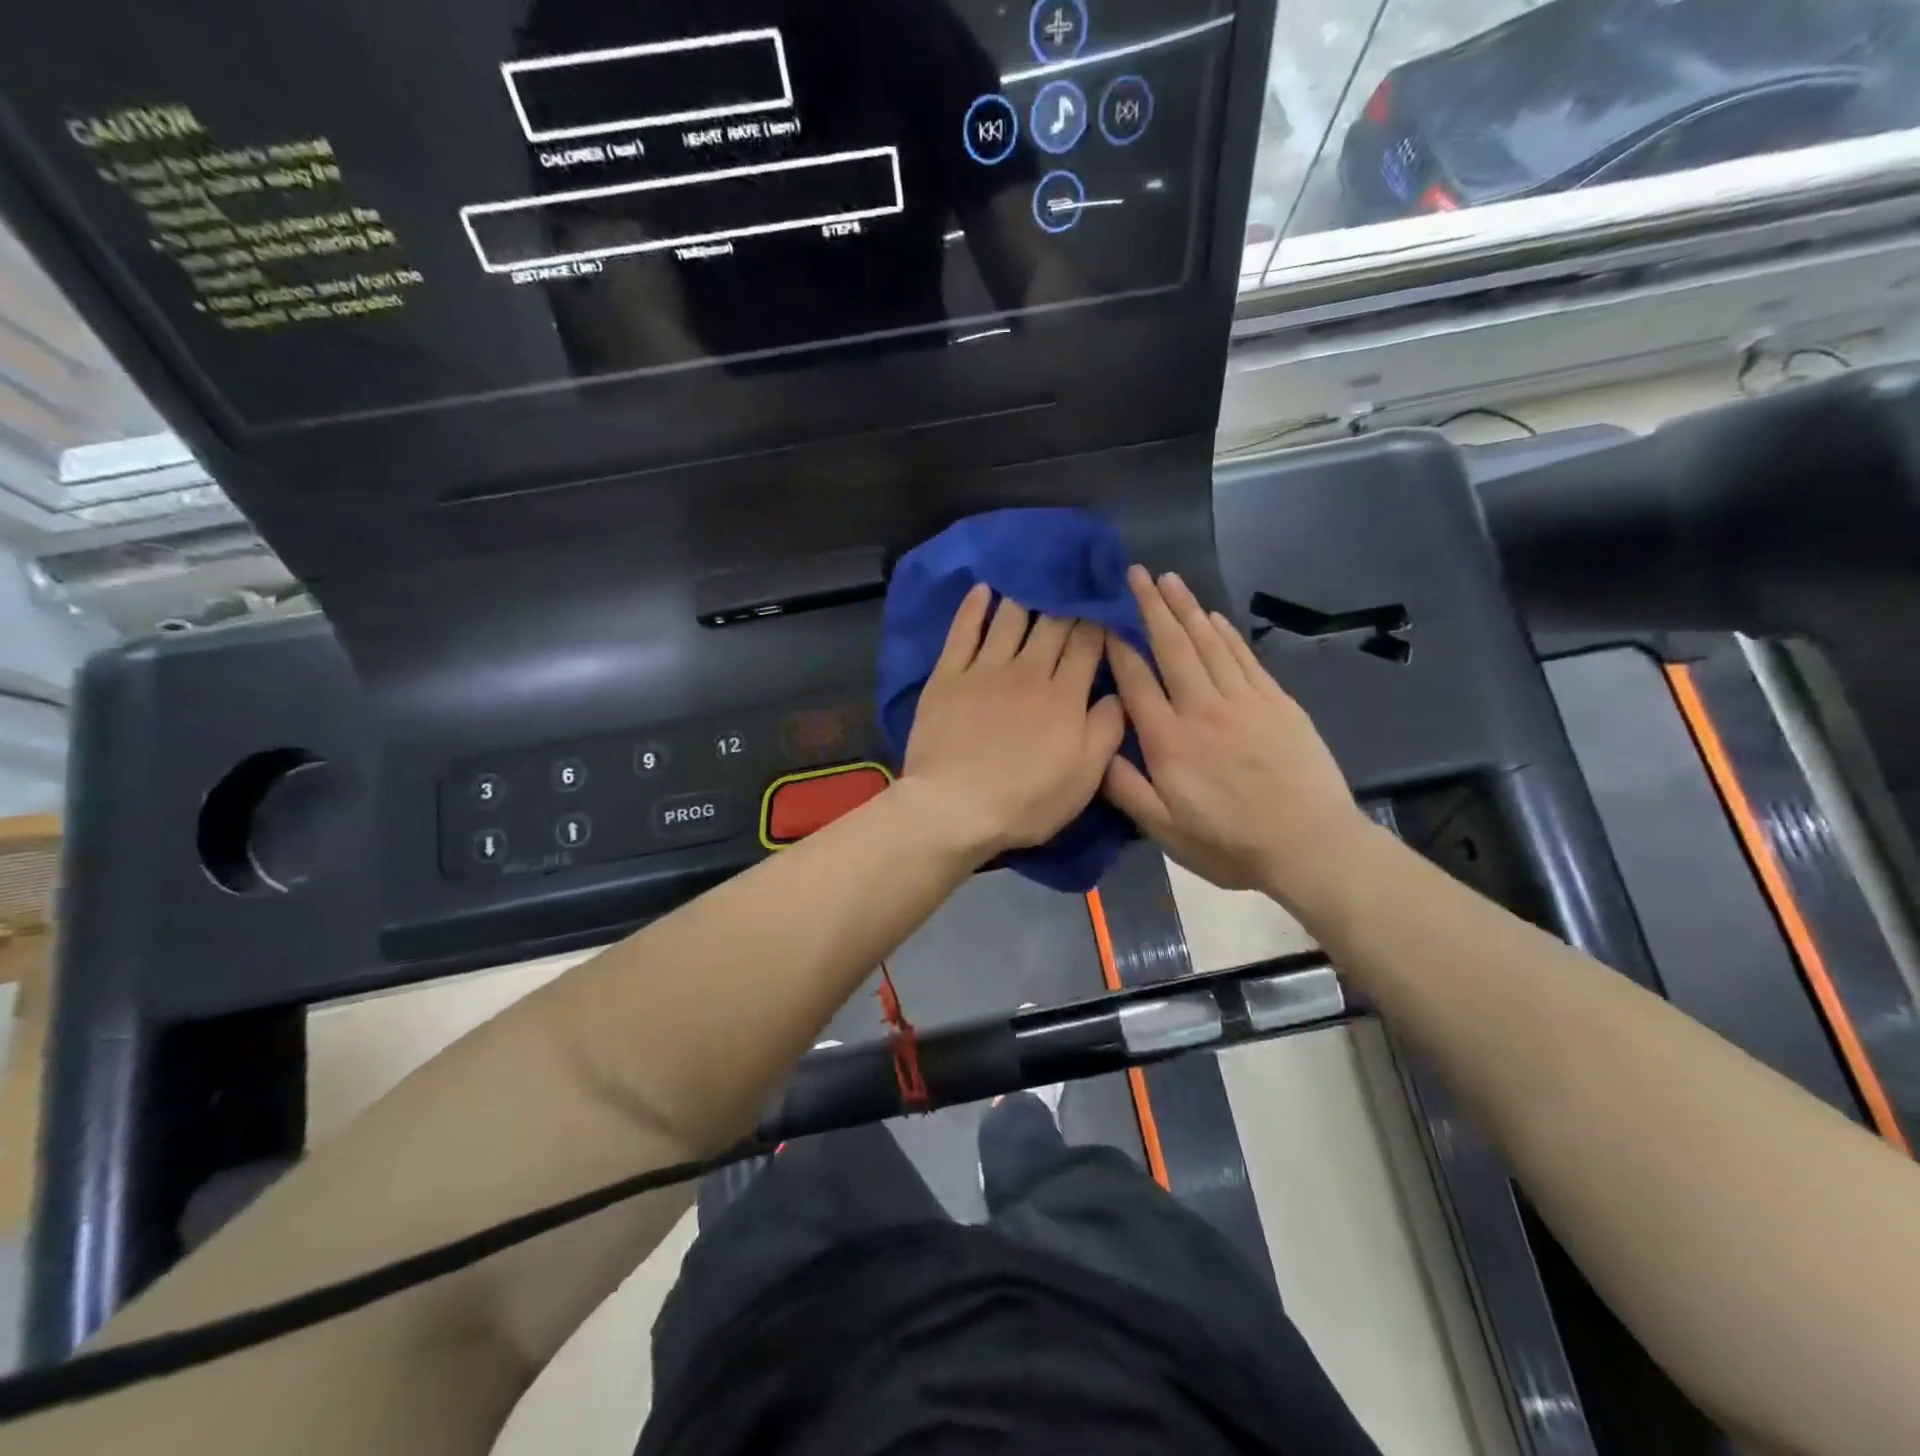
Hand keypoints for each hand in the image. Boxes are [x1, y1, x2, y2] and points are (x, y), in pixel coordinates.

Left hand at [900, 584, 1125, 861]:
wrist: (954, 809)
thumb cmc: (1026, 801)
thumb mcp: (1085, 778)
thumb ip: (1107, 730)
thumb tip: (1119, 693)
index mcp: (1064, 695)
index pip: (1088, 645)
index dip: (1099, 621)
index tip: (1105, 605)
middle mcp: (1028, 671)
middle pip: (1052, 625)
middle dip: (1068, 602)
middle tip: (1074, 581)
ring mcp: (984, 670)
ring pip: (1009, 619)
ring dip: (1025, 595)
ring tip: (1034, 575)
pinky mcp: (948, 677)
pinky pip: (963, 632)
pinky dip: (974, 607)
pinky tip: (984, 589)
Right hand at [1102, 567, 1372, 909]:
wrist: (1310, 845)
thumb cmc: (1229, 843)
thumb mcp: (1164, 830)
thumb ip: (1125, 788)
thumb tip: (1096, 748)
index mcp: (1169, 740)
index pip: (1136, 680)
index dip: (1118, 646)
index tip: (1105, 619)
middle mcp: (1202, 709)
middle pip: (1172, 647)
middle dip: (1151, 607)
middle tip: (1136, 573)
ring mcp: (1243, 701)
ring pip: (1208, 643)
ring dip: (1186, 608)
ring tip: (1169, 579)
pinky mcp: (1277, 702)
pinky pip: (1244, 657)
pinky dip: (1226, 632)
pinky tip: (1212, 615)